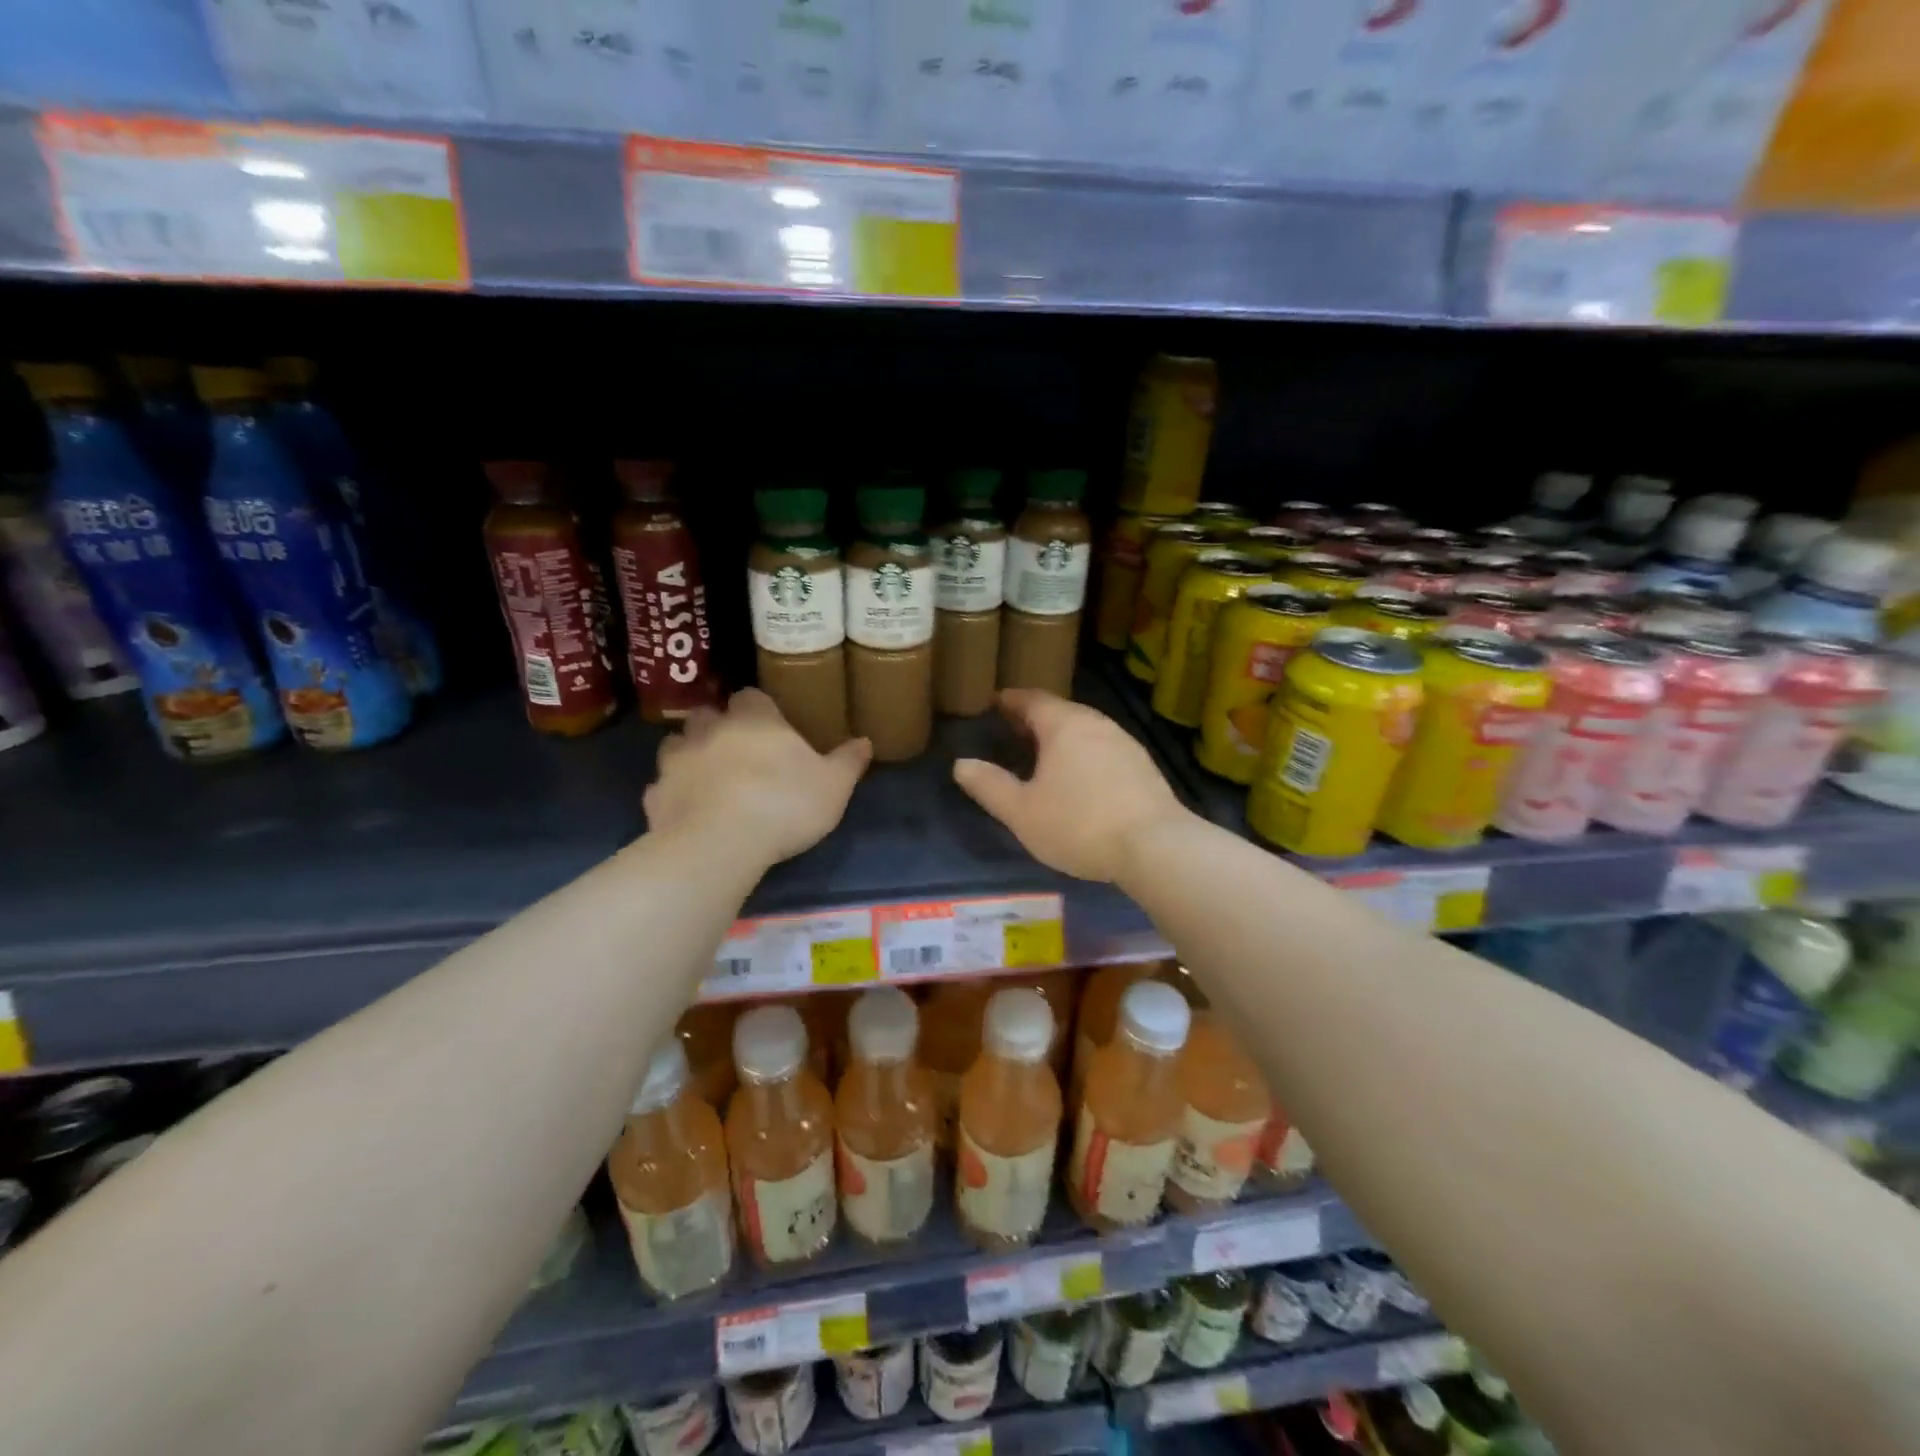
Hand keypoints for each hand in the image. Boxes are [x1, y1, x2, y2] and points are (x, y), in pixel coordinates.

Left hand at [645, 689, 871, 867]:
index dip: (759, 709)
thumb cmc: (784, 805)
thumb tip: (865, 741)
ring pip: (677, 744)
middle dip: (718, 726)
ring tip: (708, 776)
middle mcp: (711, 730)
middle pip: (708, 714)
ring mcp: (676, 761)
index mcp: (755, 720)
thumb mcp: (834, 786)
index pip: (751, 696)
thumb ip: (848, 761)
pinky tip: (687, 811)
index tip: (770, 726)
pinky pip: (662, 787)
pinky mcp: (655, 796)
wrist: (719, 844)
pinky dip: (673, 794)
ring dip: (690, 754)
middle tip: (737, 750)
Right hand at [953, 689, 1190, 883]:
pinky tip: (1079, 779)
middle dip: (1034, 719)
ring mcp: (1124, 743)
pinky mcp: (1143, 767)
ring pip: (1084, 731)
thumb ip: (990, 786)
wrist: (1156, 847)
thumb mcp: (1022, 812)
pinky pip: (1103, 750)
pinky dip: (1083, 754)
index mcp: (1064, 725)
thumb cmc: (1079, 824)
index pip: (1031, 699)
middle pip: (1060, 712)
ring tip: (1042, 756)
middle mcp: (1096, 724)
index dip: (1010, 700)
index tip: (994, 703)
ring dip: (1061, 738)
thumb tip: (962, 764)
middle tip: (1012, 731)